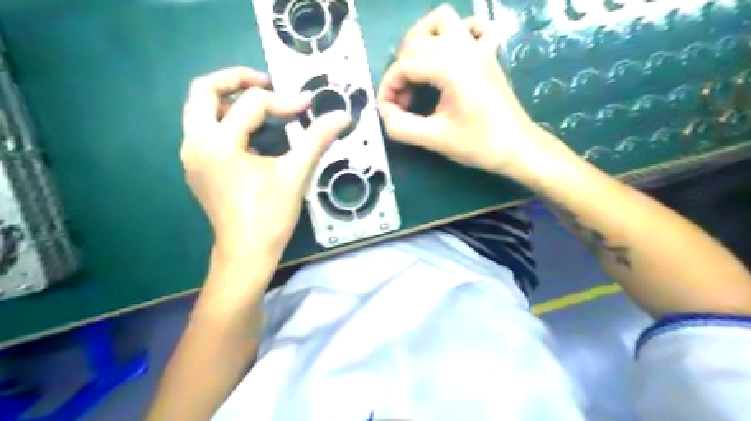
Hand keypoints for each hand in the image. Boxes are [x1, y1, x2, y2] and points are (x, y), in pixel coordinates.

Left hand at [182, 69, 348, 263]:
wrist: (246, 253)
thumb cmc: (270, 215)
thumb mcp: (296, 173)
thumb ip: (317, 139)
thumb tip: (343, 116)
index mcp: (219, 143)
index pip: (252, 104)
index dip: (285, 101)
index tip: (309, 107)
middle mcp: (196, 143)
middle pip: (203, 91)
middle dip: (236, 79)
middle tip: (266, 83)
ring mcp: (192, 156)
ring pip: (199, 110)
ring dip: (227, 100)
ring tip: (259, 107)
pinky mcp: (197, 167)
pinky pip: (203, 130)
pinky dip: (224, 121)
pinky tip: (250, 135)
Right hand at [382, 5, 546, 177]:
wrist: (517, 147)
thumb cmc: (478, 144)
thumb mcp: (434, 139)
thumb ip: (401, 126)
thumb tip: (384, 112)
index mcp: (450, 67)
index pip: (404, 65)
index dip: (388, 87)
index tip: (387, 111)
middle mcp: (463, 48)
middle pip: (416, 42)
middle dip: (400, 69)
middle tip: (403, 100)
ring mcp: (478, 47)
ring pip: (441, 20)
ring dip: (421, 39)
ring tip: (416, 69)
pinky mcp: (487, 53)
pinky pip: (469, 26)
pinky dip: (452, 33)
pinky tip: (447, 55)